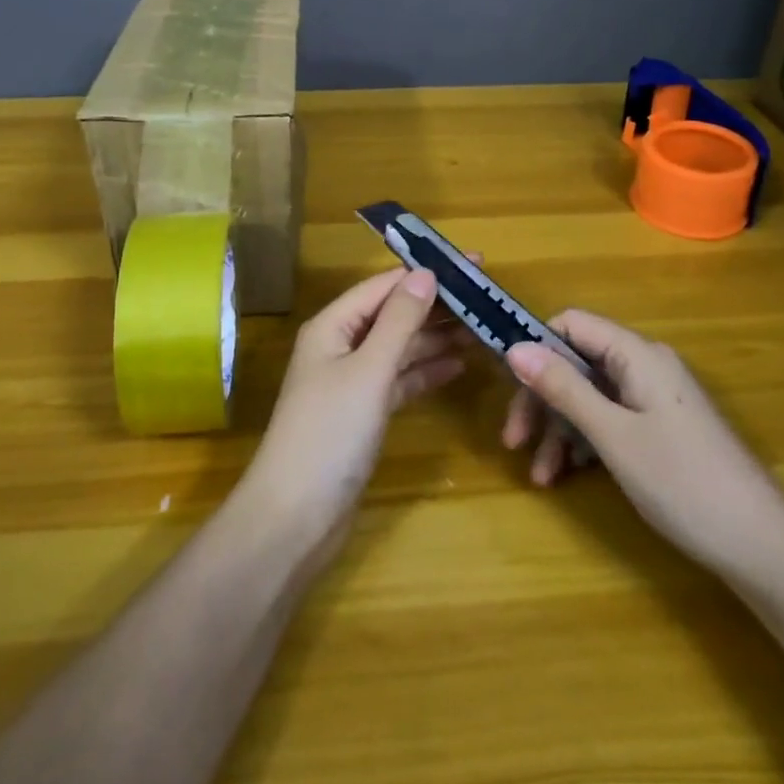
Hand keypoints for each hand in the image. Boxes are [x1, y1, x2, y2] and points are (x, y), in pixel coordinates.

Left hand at [241, 268, 469, 558]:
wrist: (296, 517)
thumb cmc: (330, 433)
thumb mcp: (368, 370)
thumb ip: (399, 321)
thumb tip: (426, 273)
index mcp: (333, 326)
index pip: (384, 286)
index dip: (427, 273)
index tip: (473, 265)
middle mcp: (341, 346)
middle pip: (394, 315)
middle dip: (437, 307)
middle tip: (487, 300)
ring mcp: (352, 381)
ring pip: (400, 348)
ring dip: (437, 339)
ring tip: (482, 330)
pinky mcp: (363, 413)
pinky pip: (400, 380)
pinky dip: (426, 372)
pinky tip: (459, 366)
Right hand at [504, 310, 783, 568]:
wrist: (762, 547)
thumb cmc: (682, 482)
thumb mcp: (612, 435)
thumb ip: (563, 388)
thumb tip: (514, 347)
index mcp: (637, 355)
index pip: (572, 324)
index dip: (536, 347)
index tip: (509, 385)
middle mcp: (645, 366)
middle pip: (577, 363)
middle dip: (542, 399)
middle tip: (514, 441)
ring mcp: (654, 399)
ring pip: (590, 396)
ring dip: (559, 429)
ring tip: (540, 475)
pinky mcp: (661, 429)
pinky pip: (610, 419)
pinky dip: (585, 442)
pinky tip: (568, 474)